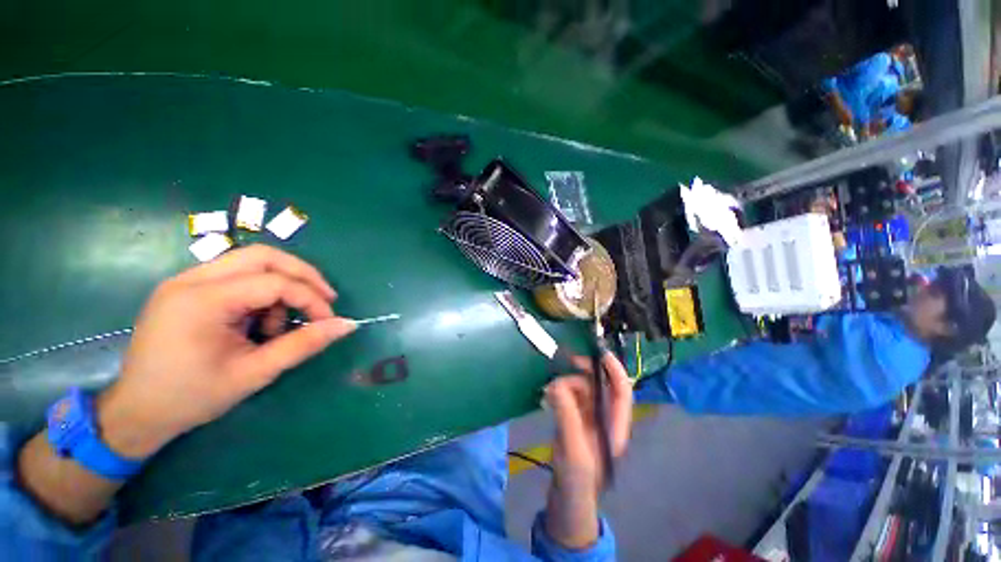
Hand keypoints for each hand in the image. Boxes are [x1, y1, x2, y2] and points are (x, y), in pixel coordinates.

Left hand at [97, 245, 355, 458]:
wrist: (136, 412)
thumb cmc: (192, 397)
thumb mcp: (255, 373)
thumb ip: (303, 344)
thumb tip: (347, 325)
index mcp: (202, 301)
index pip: (274, 282)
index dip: (311, 298)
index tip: (329, 321)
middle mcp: (191, 280)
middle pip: (263, 256)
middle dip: (302, 276)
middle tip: (324, 300)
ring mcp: (186, 281)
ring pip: (252, 263)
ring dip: (280, 287)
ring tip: (277, 326)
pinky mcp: (187, 289)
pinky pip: (237, 277)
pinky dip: (260, 294)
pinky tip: (256, 323)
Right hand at [544, 353, 632, 548]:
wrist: (567, 500)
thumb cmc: (578, 481)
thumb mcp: (574, 449)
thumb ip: (567, 415)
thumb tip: (555, 385)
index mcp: (615, 425)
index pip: (621, 390)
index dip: (614, 369)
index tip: (600, 352)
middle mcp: (604, 417)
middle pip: (599, 385)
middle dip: (584, 372)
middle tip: (566, 362)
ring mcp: (587, 418)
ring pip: (581, 388)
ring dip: (566, 384)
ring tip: (549, 392)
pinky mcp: (573, 419)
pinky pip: (568, 397)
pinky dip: (558, 392)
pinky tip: (547, 396)